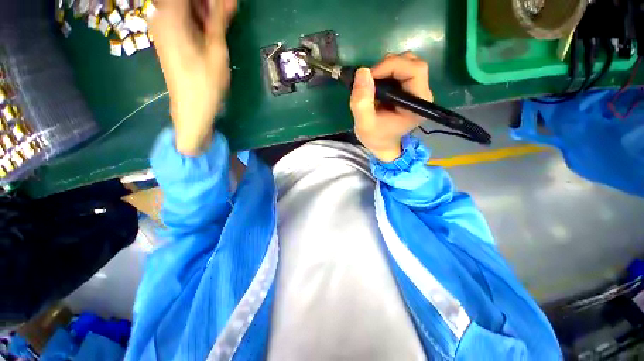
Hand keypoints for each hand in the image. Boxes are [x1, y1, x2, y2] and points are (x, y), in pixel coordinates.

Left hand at [150, 0, 236, 155]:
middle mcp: (161, 15)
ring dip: (204, 9)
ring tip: (223, 20)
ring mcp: (162, 26)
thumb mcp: (217, 49)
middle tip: (228, 10)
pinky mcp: (167, 36)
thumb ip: (219, 18)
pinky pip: (182, 17)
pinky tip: (211, 28)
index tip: (227, 4)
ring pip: (184, 6)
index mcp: (170, 14)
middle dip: (208, 3)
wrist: (191, 107)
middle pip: (185, 0)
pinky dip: (198, 18)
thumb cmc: (206, 82)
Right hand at [350, 52, 432, 161]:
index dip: (392, 66)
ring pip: (407, 64)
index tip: (369, 76)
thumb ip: (362, 102)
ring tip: (372, 84)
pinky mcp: (408, 90)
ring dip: (386, 68)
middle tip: (369, 80)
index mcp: (417, 104)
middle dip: (388, 65)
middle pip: (413, 64)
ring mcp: (416, 91)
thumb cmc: (376, 138)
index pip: (415, 71)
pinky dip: (385, 72)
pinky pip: (400, 71)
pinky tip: (376, 85)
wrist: (382, 145)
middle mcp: (422, 94)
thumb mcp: (364, 124)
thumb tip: (362, 71)